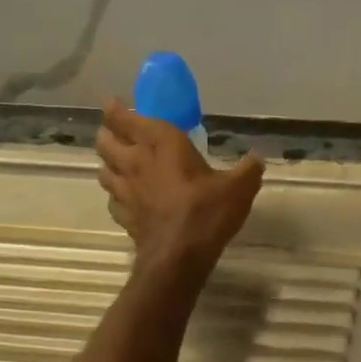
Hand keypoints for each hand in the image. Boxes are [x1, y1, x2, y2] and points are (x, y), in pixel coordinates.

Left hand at [95, 98, 264, 270]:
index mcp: (161, 144)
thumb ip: (248, 170)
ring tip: (119, 161)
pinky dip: (116, 193)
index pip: (126, 119)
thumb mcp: (239, 188)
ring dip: (108, 161)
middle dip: (108, 132)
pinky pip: (112, 198)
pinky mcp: (124, 215)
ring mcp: (125, 190)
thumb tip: (257, 158)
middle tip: (117, 131)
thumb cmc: (206, 212)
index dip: (115, 110)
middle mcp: (136, 162)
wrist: (178, 258)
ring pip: (103, 168)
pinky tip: (127, 197)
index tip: (114, 103)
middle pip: (106, 140)